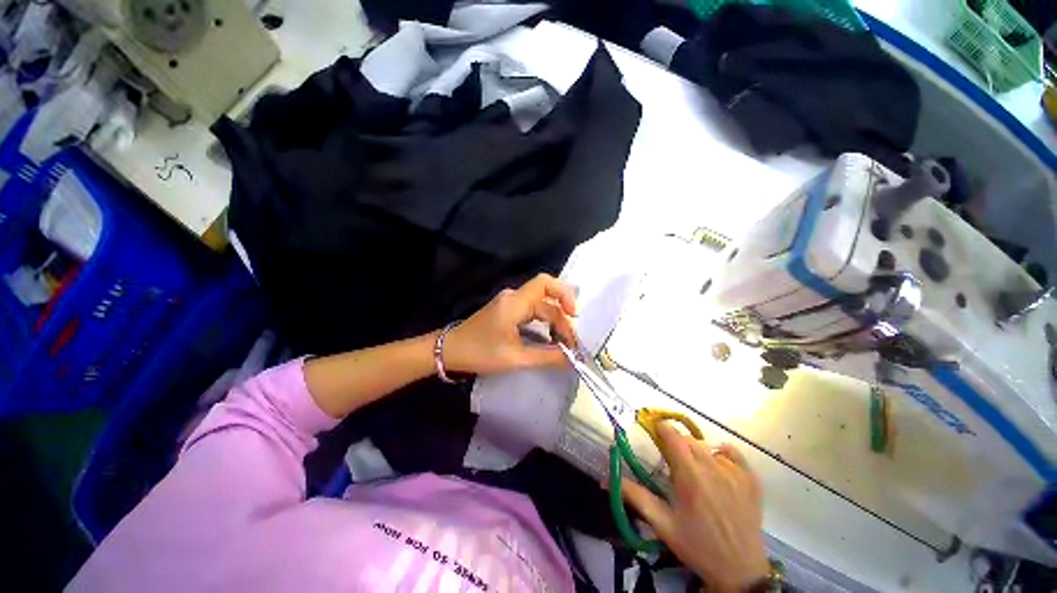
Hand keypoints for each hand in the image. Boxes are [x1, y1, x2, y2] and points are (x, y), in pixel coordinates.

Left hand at [443, 274, 577, 374]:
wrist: (449, 350)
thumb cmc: (480, 352)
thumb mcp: (515, 358)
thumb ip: (547, 357)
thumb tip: (572, 359)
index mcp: (515, 303)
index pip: (545, 283)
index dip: (564, 294)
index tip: (574, 315)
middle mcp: (515, 298)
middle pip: (547, 301)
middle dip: (562, 320)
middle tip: (572, 344)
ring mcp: (511, 304)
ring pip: (541, 307)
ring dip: (555, 323)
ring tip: (564, 344)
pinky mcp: (508, 311)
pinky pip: (533, 313)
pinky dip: (545, 324)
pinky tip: (551, 339)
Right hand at [622, 422, 769, 592]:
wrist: (740, 571)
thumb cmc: (697, 546)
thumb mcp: (662, 524)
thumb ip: (635, 496)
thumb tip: (606, 479)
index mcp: (690, 475)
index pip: (672, 435)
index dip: (661, 429)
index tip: (654, 432)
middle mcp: (713, 466)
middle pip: (688, 440)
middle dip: (676, 443)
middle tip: (672, 461)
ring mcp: (735, 472)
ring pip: (708, 446)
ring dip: (696, 451)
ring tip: (694, 471)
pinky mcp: (751, 479)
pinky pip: (732, 453)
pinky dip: (722, 454)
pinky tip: (717, 468)